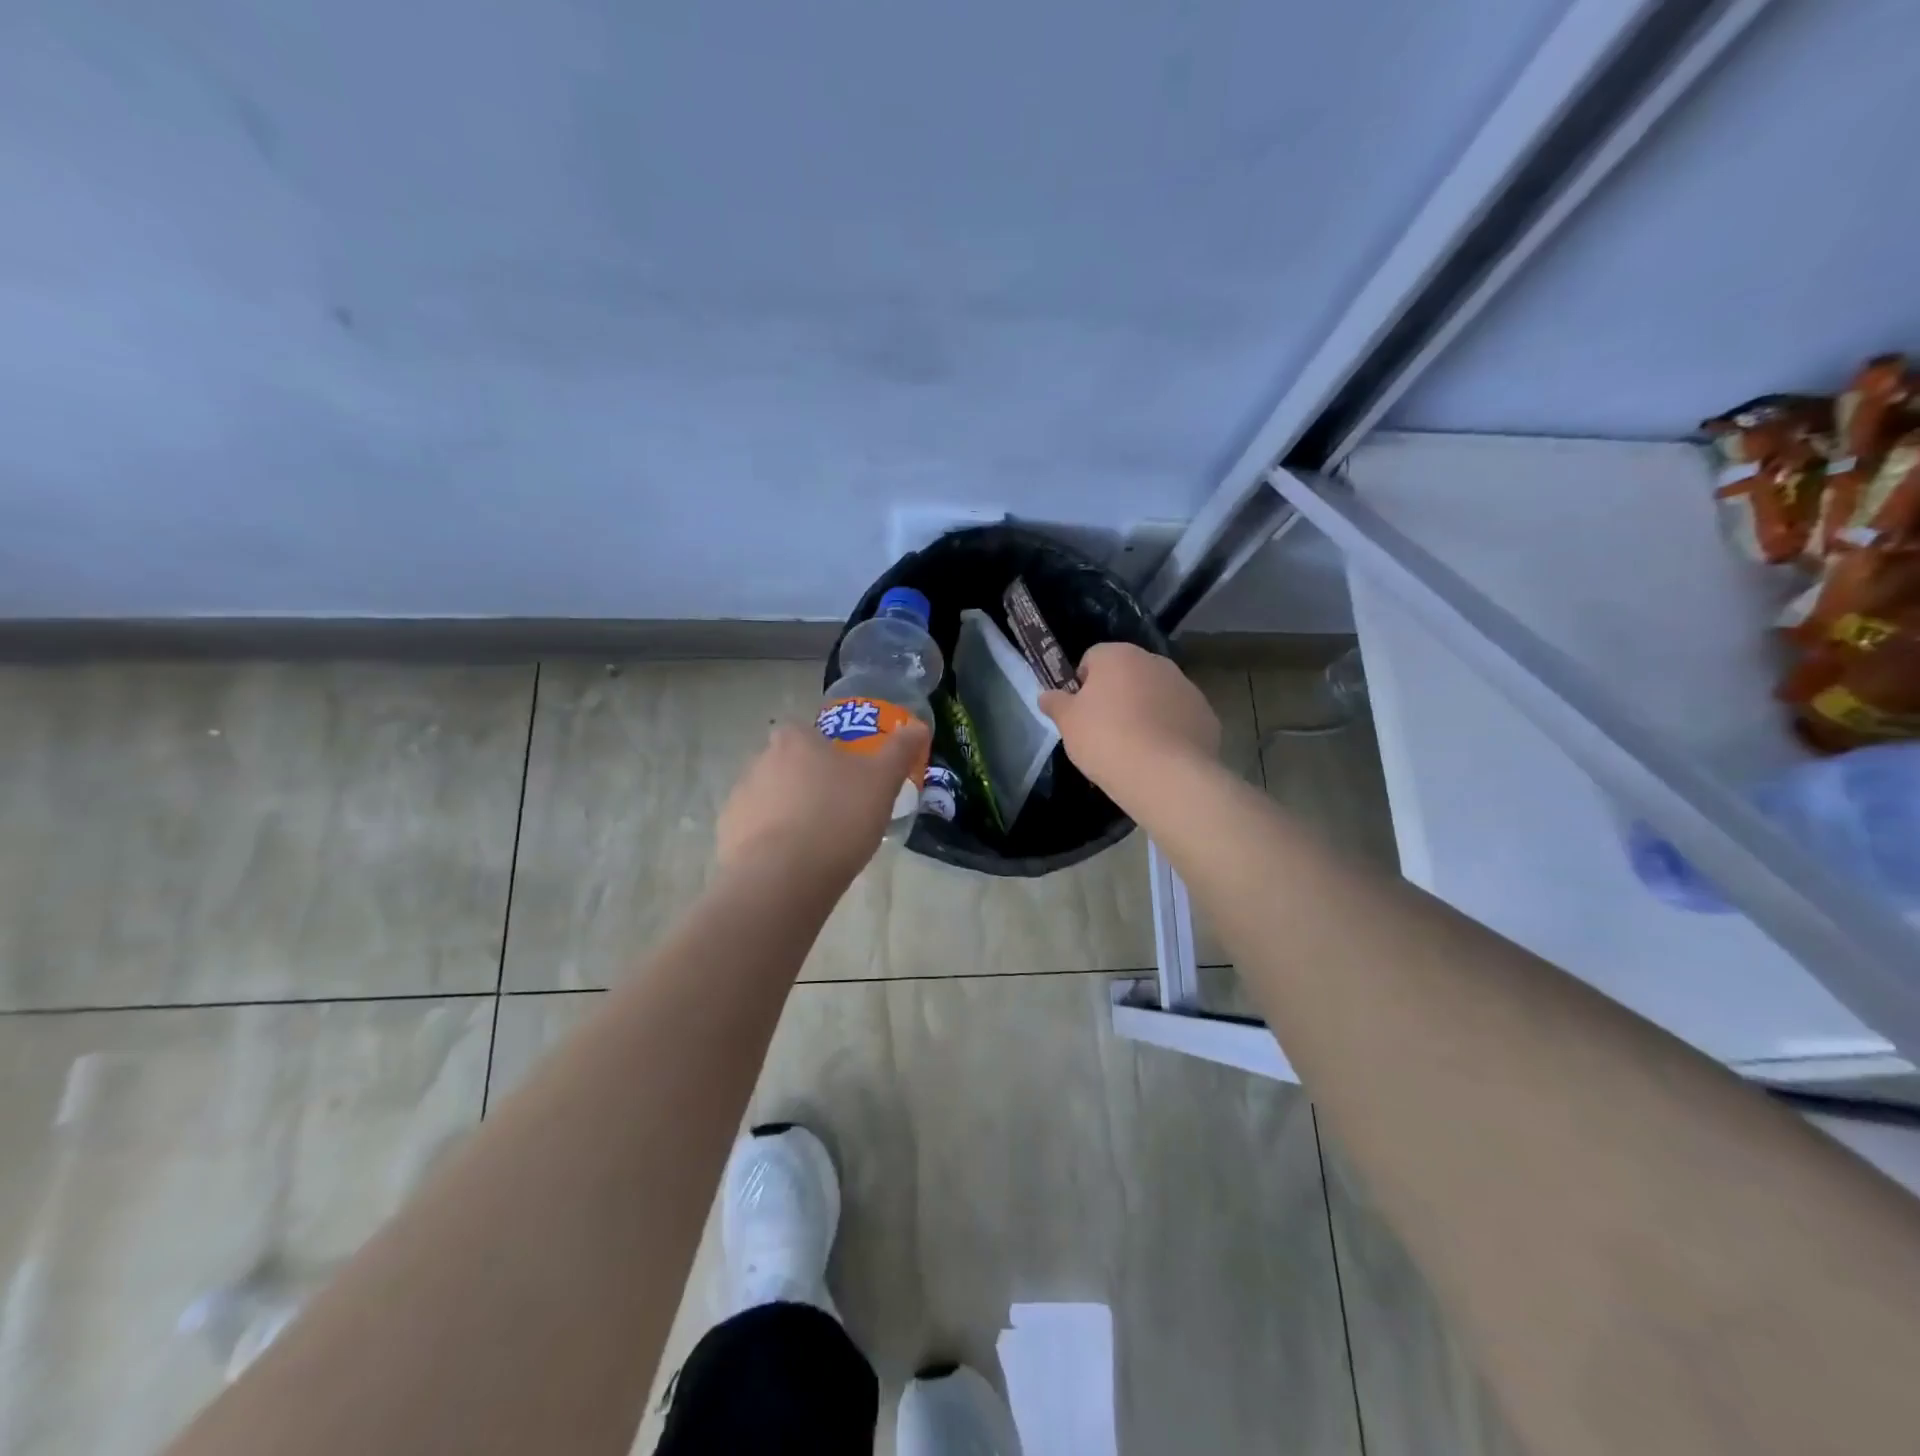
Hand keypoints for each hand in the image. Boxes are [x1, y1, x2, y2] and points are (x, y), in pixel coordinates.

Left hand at [715, 718, 931, 883]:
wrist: (784, 877)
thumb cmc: (838, 818)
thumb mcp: (882, 781)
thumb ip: (900, 750)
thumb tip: (919, 725)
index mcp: (794, 741)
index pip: (804, 731)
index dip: (822, 749)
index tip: (842, 773)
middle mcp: (759, 761)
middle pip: (785, 764)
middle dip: (804, 781)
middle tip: (835, 809)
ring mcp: (739, 798)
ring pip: (767, 797)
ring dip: (785, 810)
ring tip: (815, 841)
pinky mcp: (727, 834)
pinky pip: (753, 830)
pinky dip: (768, 840)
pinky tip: (791, 862)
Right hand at [1040, 643, 1220, 800]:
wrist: (1165, 775)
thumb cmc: (1106, 740)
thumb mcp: (1067, 723)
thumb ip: (1055, 703)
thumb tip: (1046, 695)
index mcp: (1118, 655)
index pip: (1092, 659)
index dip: (1082, 685)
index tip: (1080, 714)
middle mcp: (1155, 661)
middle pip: (1127, 674)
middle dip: (1116, 695)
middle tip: (1105, 731)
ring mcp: (1186, 686)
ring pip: (1156, 694)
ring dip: (1145, 711)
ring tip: (1134, 747)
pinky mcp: (1206, 714)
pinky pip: (1178, 717)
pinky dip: (1169, 730)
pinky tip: (1159, 757)